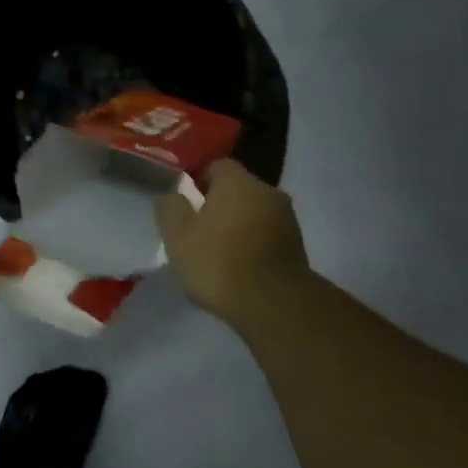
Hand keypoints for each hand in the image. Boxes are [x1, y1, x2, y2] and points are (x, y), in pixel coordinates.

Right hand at [155, 159, 311, 325]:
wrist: (273, 302)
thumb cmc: (219, 262)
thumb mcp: (178, 237)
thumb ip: (170, 208)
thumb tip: (171, 194)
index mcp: (237, 181)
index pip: (216, 165)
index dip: (199, 180)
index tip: (187, 203)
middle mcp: (267, 190)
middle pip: (238, 189)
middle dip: (220, 204)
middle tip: (200, 230)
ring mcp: (286, 217)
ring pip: (255, 212)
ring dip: (239, 225)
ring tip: (221, 252)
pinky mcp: (297, 244)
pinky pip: (268, 234)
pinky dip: (254, 243)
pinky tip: (241, 266)